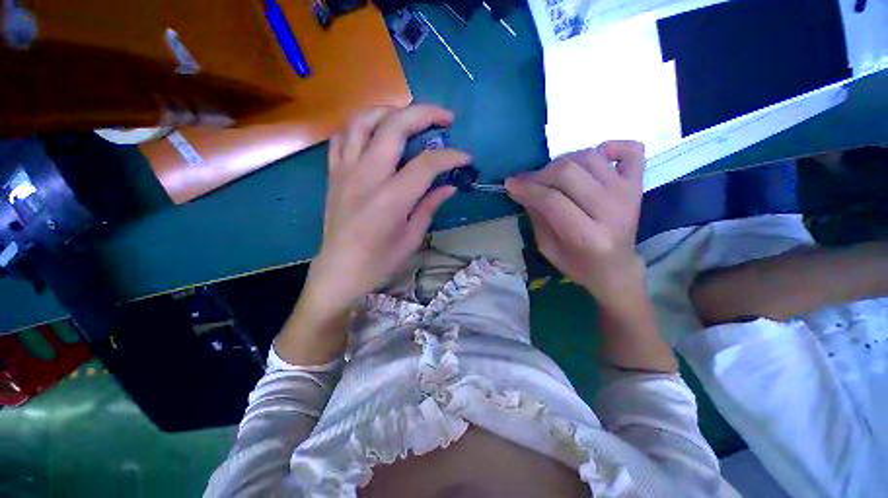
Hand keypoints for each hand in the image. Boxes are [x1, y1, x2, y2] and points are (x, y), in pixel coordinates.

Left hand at [298, 104, 470, 324]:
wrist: (339, 270)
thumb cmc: (379, 261)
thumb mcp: (412, 238)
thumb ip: (430, 206)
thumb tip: (448, 185)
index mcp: (391, 198)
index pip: (426, 164)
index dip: (450, 157)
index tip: (465, 158)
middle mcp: (367, 176)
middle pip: (395, 126)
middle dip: (425, 114)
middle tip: (445, 118)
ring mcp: (346, 171)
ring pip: (364, 120)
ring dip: (391, 111)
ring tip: (411, 117)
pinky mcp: (334, 173)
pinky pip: (344, 136)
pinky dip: (362, 126)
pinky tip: (376, 133)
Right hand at [505, 141, 645, 311]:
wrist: (616, 268)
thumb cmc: (577, 263)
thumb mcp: (546, 247)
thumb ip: (535, 216)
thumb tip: (520, 188)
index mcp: (587, 236)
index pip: (551, 200)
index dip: (527, 187)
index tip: (510, 183)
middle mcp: (611, 211)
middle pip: (569, 172)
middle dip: (541, 174)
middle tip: (529, 182)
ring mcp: (627, 194)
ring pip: (589, 157)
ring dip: (563, 161)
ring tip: (553, 176)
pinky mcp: (637, 184)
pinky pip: (631, 149)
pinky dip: (609, 147)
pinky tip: (594, 159)